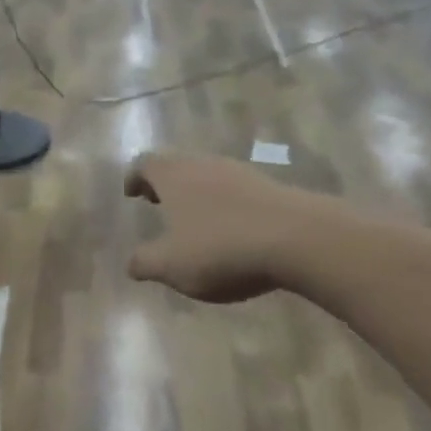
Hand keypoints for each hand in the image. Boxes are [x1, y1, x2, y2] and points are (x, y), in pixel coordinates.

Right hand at [125, 152, 305, 302]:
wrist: (299, 239)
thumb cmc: (221, 248)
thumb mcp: (172, 266)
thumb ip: (146, 263)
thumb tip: (131, 264)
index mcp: (173, 176)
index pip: (145, 164)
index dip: (134, 177)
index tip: (131, 193)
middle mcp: (203, 165)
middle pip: (177, 165)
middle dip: (165, 184)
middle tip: (157, 203)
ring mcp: (239, 173)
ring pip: (207, 175)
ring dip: (196, 193)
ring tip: (194, 220)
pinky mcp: (269, 187)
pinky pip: (236, 190)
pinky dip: (225, 204)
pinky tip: (231, 229)